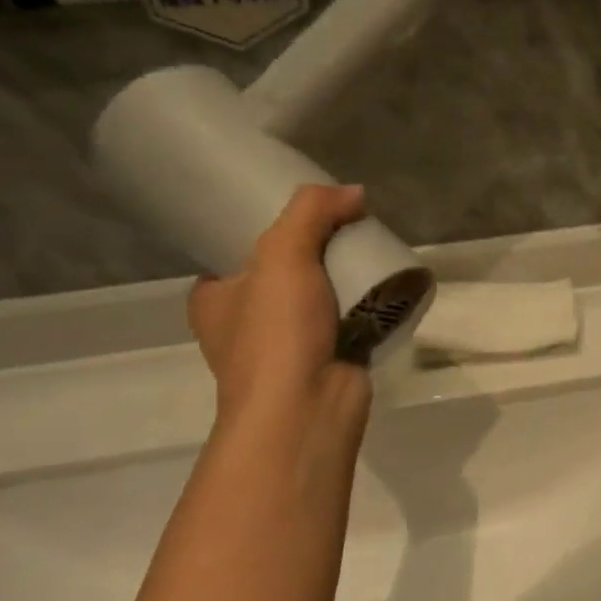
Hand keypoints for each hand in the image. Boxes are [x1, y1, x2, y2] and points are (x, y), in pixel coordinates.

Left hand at [188, 185, 371, 431]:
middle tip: (348, 224)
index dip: (269, 225)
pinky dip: (364, 306)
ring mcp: (287, 346)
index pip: (237, 250)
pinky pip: (347, 321)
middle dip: (317, 250)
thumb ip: (312, 212)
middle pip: (285, 270)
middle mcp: (245, 322)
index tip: (305, 209)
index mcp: (214, 298)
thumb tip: (354, 193)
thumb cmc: (276, 332)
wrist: (307, 408)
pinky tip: (385, 285)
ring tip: (372, 248)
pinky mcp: (327, 360)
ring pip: (319, 296)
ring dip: (344, 278)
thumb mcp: (282, 254)